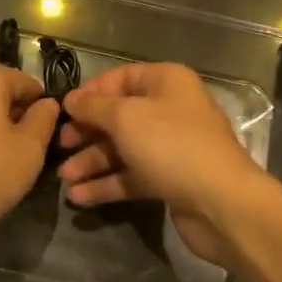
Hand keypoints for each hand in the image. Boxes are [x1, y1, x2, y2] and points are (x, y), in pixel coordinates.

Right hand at [57, 63, 269, 264]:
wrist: (221, 203)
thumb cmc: (171, 145)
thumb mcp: (125, 117)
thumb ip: (93, 107)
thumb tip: (70, 99)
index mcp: (167, 82)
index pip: (122, 78)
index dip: (91, 92)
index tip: (64, 110)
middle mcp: (171, 109)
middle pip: (120, 115)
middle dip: (88, 131)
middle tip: (60, 145)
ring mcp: (172, 147)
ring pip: (124, 148)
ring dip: (93, 161)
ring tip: (64, 178)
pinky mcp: (170, 180)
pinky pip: (133, 175)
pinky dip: (107, 183)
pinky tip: (80, 197)